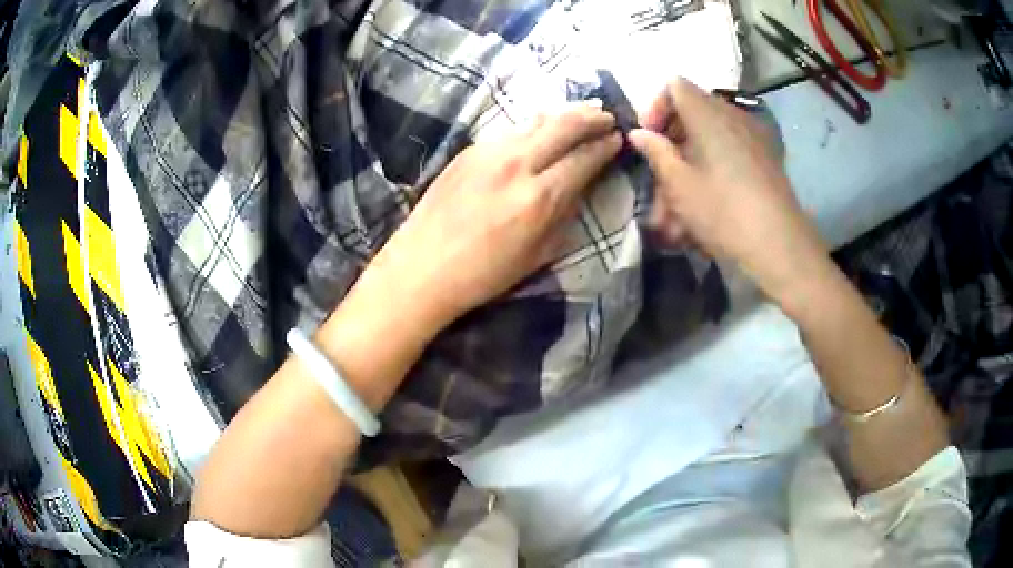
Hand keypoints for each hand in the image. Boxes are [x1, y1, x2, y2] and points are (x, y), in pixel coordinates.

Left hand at [356, 103, 621, 332]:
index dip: (605, 145)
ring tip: (582, 111)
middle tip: (607, 115)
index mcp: (540, 197)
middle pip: (564, 125)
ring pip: (536, 122)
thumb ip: (565, 215)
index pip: (584, 157)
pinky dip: (534, 127)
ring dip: (563, 115)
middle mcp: (517, 164)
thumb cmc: (483, 274)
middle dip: (591, 116)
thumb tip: (581, 185)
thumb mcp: (538, 255)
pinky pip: (511, 132)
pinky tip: (541, 129)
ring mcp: (489, 152)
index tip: (618, 138)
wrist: (421, 268)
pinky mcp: (468, 151)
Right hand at [629, 79, 828, 303]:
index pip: (674, 86)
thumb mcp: (679, 184)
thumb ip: (656, 152)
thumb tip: (639, 133)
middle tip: (660, 179)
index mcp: (708, 114)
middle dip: (672, 144)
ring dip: (690, 165)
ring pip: (710, 139)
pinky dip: (712, 171)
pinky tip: (706, 207)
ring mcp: (752, 136)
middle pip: (692, 113)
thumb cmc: (723, 211)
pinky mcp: (765, 158)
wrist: (780, 244)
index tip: (649, 140)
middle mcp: (732, 116)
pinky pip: (730, 152)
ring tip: (679, 212)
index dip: (656, 108)